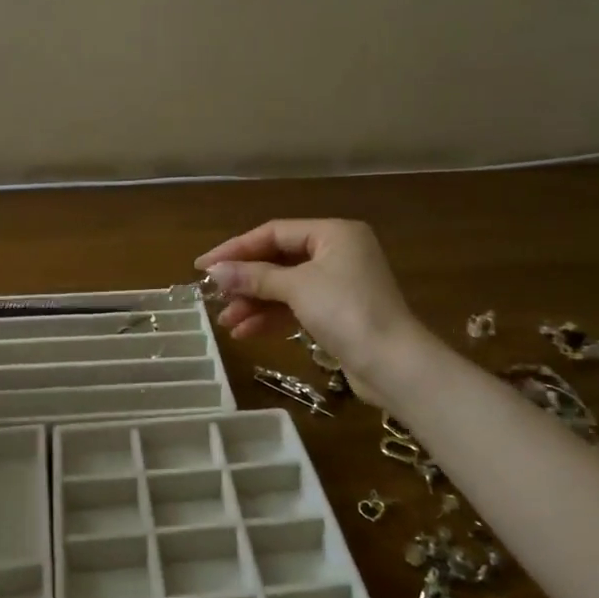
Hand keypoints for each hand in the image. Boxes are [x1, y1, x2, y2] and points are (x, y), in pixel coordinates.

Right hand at [195, 219, 421, 382]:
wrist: (395, 365)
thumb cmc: (347, 312)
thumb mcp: (297, 288)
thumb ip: (254, 277)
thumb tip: (214, 272)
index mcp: (333, 233)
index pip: (273, 232)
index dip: (236, 249)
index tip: (203, 266)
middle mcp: (337, 251)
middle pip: (278, 259)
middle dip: (245, 280)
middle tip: (212, 296)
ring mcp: (339, 283)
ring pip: (285, 286)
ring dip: (254, 302)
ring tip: (225, 322)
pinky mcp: (339, 312)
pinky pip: (296, 306)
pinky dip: (272, 317)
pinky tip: (246, 332)